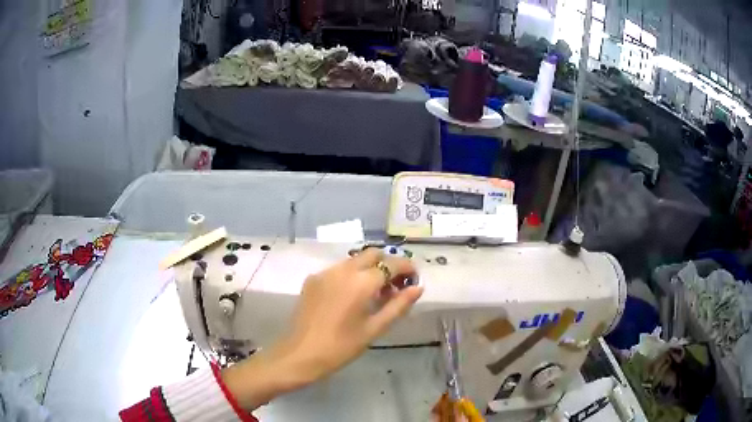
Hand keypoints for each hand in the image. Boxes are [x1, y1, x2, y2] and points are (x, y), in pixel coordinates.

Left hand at [222, 248, 422, 409]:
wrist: (300, 354)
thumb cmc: (341, 346)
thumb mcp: (374, 329)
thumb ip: (398, 305)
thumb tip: (418, 288)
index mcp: (361, 282)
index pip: (391, 264)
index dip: (407, 268)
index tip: (413, 280)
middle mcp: (343, 269)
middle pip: (373, 254)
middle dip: (388, 264)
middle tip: (395, 286)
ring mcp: (325, 272)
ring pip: (354, 260)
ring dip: (369, 269)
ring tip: (374, 294)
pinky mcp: (312, 279)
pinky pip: (339, 269)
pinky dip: (352, 275)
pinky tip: (351, 297)